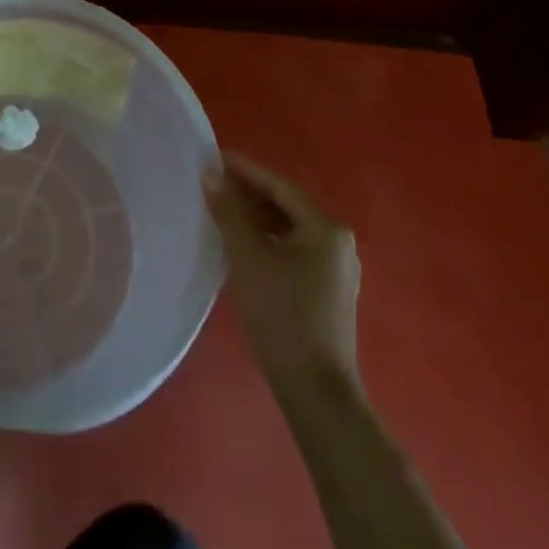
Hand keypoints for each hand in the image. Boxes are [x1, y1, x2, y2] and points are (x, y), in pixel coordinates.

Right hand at [204, 151, 361, 385]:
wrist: (316, 391)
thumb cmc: (282, 316)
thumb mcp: (248, 258)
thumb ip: (229, 212)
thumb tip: (210, 174)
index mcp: (326, 229)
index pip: (279, 187)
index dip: (245, 171)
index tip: (214, 157)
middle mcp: (338, 243)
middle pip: (287, 206)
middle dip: (249, 194)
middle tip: (212, 185)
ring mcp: (337, 269)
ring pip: (289, 230)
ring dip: (257, 219)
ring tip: (221, 212)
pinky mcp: (329, 291)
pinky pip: (294, 250)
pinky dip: (268, 241)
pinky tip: (242, 246)